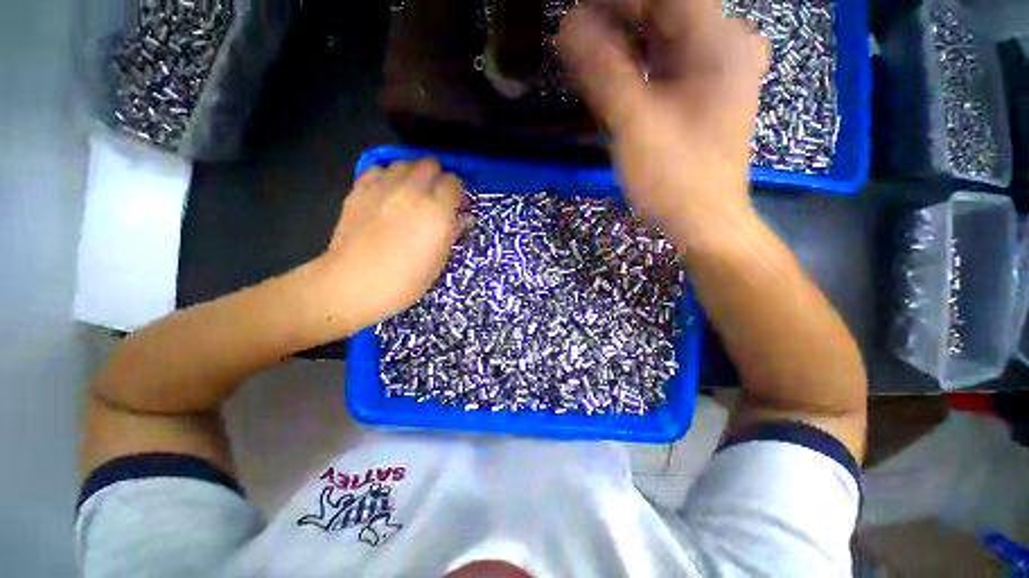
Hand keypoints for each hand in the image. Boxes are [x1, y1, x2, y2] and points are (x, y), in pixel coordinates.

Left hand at [311, 159, 464, 333]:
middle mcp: (412, 191)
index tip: (456, 205)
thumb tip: (464, 217)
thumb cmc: (405, 280)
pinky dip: (387, 176)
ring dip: (413, 174)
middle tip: (436, 197)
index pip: (454, 182)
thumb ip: (453, 232)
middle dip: (437, 177)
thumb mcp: (439, 260)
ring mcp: (383, 187)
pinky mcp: (360, 189)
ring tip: (411, 193)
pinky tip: (387, 193)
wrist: (354, 283)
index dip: (457, 192)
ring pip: (405, 162)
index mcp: (437, 211)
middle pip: (431, 164)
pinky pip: (378, 169)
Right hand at [558, 0, 768, 250]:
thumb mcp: (635, 124)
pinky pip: (664, 65)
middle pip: (663, 14)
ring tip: (584, 58)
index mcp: (719, 43)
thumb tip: (567, 25)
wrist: (703, 222)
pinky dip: (634, 68)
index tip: (577, 14)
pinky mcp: (701, 94)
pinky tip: (608, 79)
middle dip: (615, 22)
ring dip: (621, 45)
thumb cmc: (675, 179)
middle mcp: (724, 46)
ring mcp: (715, 71)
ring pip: (661, 39)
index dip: (616, 3)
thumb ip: (603, 72)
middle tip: (574, 36)